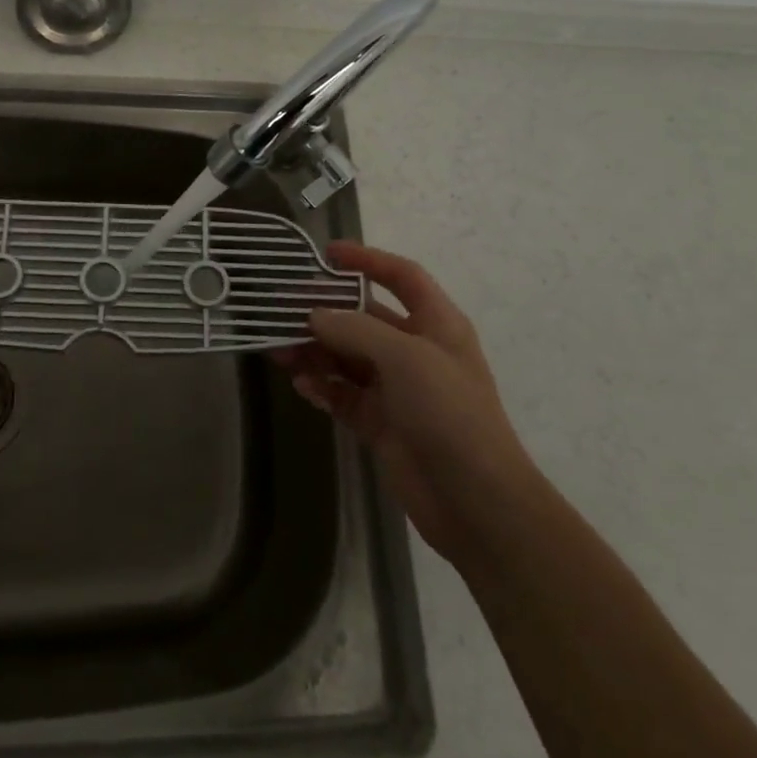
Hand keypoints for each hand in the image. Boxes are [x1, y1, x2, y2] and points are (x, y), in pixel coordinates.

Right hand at [274, 241, 535, 562]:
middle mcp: (415, 351)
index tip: (326, 253)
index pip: (402, 277)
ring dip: (315, 351)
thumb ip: (355, 330)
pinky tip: (302, 385)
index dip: (368, 259)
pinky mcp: (381, 423)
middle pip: (364, 317)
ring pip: (346, 357)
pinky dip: (322, 387)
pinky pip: (343, 395)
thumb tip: (314, 315)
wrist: (477, 503)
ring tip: (279, 351)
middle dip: (325, 312)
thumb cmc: (450, 414)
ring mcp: (397, 389)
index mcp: (436, 325)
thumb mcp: (406, 359)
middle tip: (283, 309)